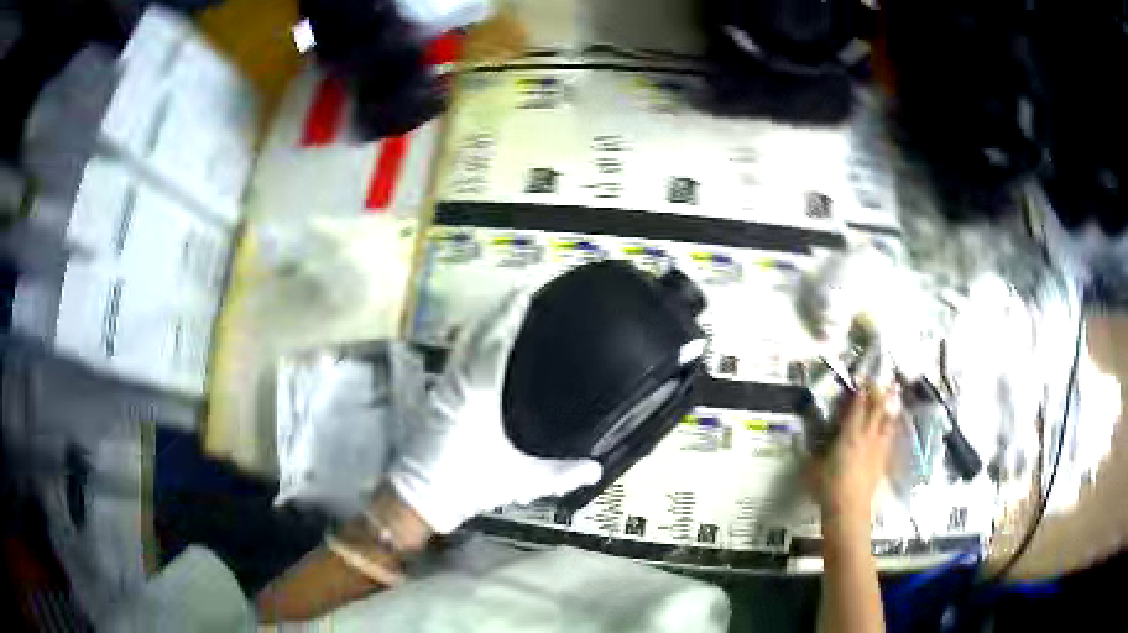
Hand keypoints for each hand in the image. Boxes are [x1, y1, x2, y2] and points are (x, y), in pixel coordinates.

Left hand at [389, 291, 602, 532]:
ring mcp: (445, 384)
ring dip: (487, 318)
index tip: (532, 289)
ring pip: (466, 338)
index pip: (497, 339)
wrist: (420, 496)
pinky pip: (459, 352)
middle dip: (502, 306)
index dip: (514, 312)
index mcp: (478, 392)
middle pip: (479, 330)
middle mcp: (459, 379)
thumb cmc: (468, 484)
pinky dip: (476, 335)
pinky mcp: (440, 393)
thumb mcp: (520, 482)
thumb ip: (561, 475)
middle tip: (530, 288)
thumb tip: (597, 469)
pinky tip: (488, 338)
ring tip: (512, 305)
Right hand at [808, 384, 900, 530]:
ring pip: (887, 420)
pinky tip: (890, 424)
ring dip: (889, 405)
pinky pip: (889, 436)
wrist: (849, 511)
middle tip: (878, 380)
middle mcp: (867, 436)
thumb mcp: (812, 468)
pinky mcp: (883, 460)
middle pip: (877, 408)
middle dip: (878, 392)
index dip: (860, 389)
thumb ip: (811, 450)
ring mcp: (878, 448)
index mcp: (849, 434)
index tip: (860, 377)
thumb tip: (800, 437)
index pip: (857, 406)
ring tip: (893, 393)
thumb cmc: (828, 488)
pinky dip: (890, 425)